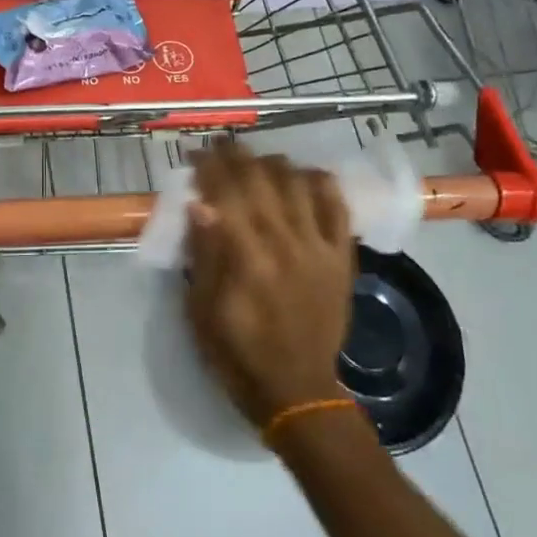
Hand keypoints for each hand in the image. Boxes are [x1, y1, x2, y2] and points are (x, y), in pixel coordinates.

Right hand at [185, 143, 354, 430]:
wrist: (298, 391)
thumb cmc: (238, 354)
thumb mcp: (202, 311)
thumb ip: (204, 255)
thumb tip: (199, 204)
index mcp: (247, 258)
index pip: (226, 193)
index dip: (209, 167)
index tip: (194, 154)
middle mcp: (286, 242)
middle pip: (260, 179)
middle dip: (236, 155)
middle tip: (219, 146)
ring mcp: (319, 247)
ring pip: (297, 183)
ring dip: (272, 163)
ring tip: (254, 160)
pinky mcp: (341, 256)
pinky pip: (336, 205)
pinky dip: (320, 182)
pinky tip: (302, 174)